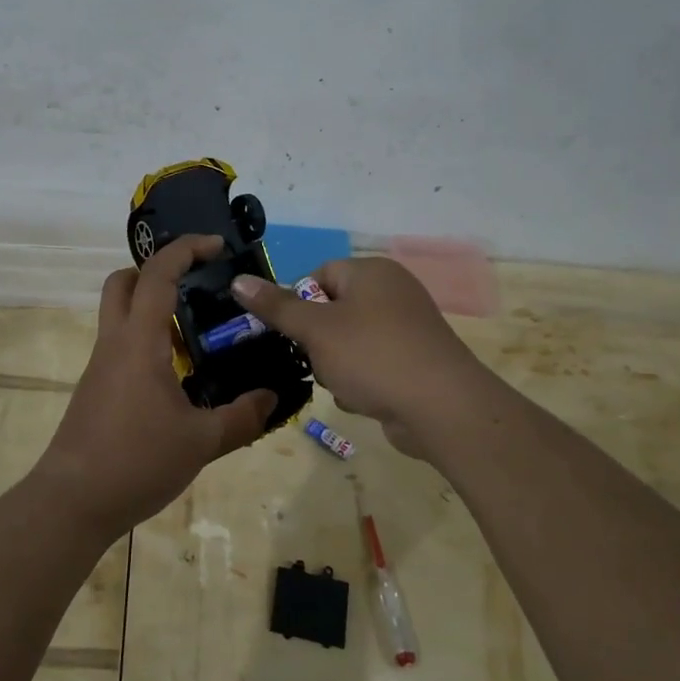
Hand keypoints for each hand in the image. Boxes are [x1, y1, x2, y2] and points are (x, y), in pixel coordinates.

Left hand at [39, 235, 276, 538]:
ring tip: (197, 336)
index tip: (216, 246)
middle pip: (123, 282)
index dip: (185, 250)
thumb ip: (242, 417)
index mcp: (139, 342)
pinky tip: (176, 376)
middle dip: (157, 271)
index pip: (157, 275)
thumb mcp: (201, 442)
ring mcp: (100, 366)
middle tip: (195, 286)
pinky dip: (148, 341)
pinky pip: (121, 345)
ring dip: (153, 308)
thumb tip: (272, 398)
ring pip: (119, 314)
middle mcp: (114, 343)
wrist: (72, 502)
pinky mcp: (96, 388)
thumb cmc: (136, 461)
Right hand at [231, 257, 488, 458]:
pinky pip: (371, 365)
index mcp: (371, 272)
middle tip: (317, 362)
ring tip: (346, 385)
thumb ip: (276, 306)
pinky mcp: (414, 362)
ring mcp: (407, 329)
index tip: (290, 334)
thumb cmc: (373, 356)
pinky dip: (362, 382)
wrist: (442, 408)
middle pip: (332, 312)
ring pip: (348, 343)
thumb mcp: (316, 329)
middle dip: (317, 343)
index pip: (318, 276)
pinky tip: (366, 399)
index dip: (298, 304)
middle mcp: (392, 292)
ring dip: (336, 367)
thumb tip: (238, 280)